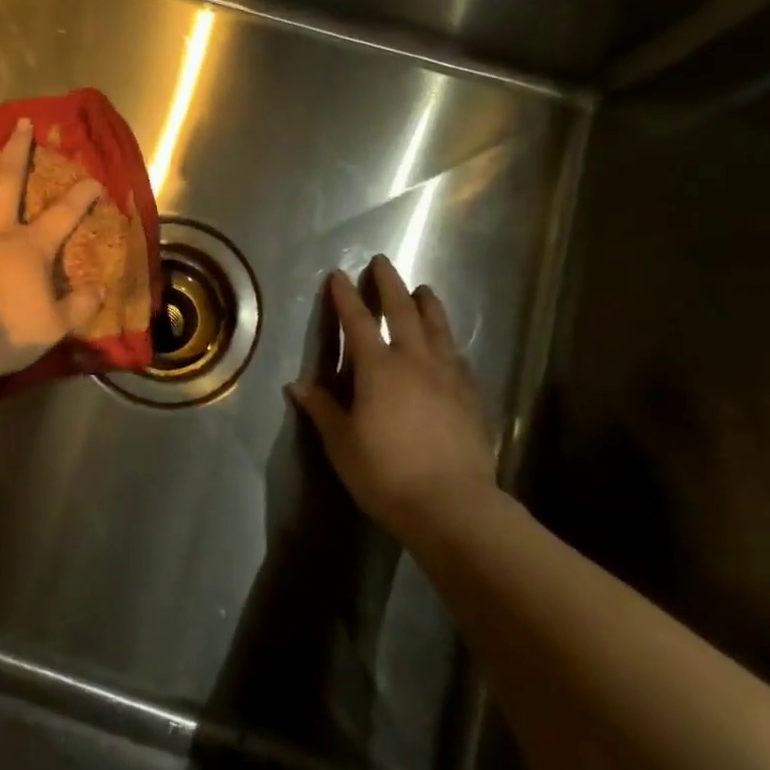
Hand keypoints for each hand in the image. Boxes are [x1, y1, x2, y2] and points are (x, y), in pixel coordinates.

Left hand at [0, 118, 105, 376]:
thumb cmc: (10, 330)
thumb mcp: (56, 325)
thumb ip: (79, 306)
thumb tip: (99, 292)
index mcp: (29, 246)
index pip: (63, 214)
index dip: (81, 196)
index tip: (94, 179)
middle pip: (7, 183)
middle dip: (16, 152)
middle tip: (20, 125)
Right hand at [290, 255, 497, 544]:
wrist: (452, 506)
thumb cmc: (385, 473)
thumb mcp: (341, 443)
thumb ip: (322, 409)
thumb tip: (298, 384)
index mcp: (378, 368)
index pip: (358, 321)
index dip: (346, 296)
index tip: (338, 275)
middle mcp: (414, 362)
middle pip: (403, 311)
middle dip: (390, 284)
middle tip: (383, 262)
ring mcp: (448, 377)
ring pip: (438, 329)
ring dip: (428, 305)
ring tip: (423, 289)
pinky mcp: (471, 397)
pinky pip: (459, 359)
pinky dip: (450, 344)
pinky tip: (451, 346)